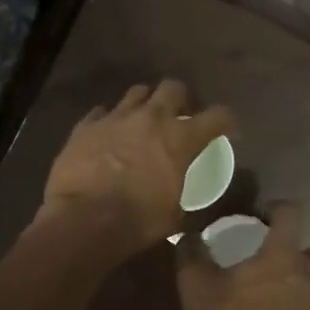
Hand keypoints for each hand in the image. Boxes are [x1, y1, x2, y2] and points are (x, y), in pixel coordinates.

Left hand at [37, 80, 232, 258]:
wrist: (83, 220)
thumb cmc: (137, 221)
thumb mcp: (174, 217)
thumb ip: (184, 201)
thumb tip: (188, 209)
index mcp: (180, 139)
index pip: (217, 116)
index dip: (226, 120)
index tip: (226, 129)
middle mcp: (151, 118)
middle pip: (173, 87)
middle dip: (181, 99)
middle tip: (179, 116)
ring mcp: (116, 117)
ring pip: (137, 92)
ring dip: (145, 103)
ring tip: (142, 120)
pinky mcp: (86, 125)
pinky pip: (101, 112)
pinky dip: (109, 120)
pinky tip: (107, 133)